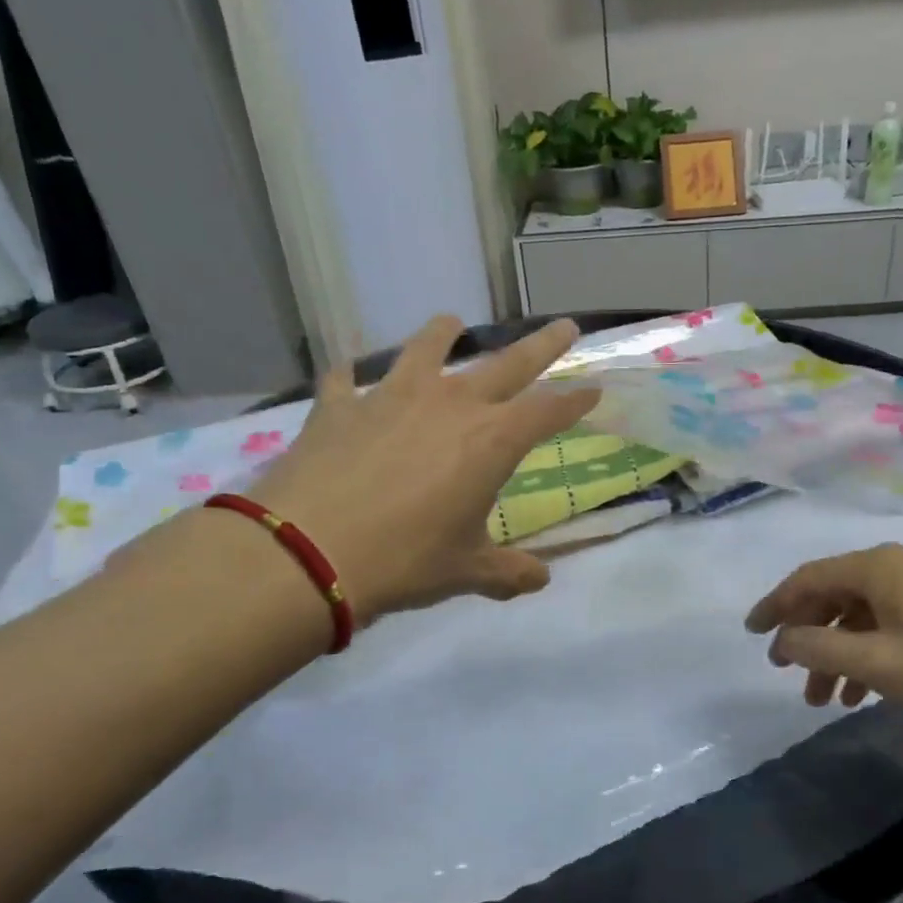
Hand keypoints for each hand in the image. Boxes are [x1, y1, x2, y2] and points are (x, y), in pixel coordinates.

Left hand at [245, 316, 599, 624]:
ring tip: (451, 323)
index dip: (576, 400)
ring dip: (443, 334)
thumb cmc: (405, 561)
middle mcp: (449, 405)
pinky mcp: (338, 407)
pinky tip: (347, 375)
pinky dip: (350, 377)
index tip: (595, 388)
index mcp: (491, 440)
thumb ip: (508, 572)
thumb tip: (540, 580)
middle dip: (541, 345)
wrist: (307, 553)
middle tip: (564, 326)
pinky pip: (345, 380)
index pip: (549, 410)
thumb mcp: (466, 571)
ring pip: (425, 349)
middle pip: (507, 364)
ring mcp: (390, 398)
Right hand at [744, 544, 902, 722]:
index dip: (775, 605)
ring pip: (858, 615)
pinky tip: (861, 693)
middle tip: (785, 671)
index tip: (752, 633)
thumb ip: (822, 649)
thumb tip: (782, 639)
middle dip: (807, 637)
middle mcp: (894, 567)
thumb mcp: (879, 663)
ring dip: (835, 654)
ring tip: (823, 699)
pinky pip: (884, 625)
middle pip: (832, 596)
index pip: (809, 578)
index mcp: (877, 567)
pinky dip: (865, 654)